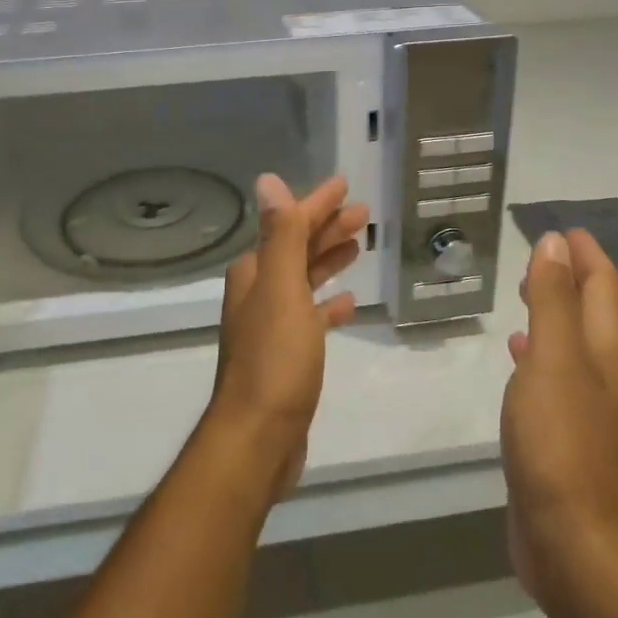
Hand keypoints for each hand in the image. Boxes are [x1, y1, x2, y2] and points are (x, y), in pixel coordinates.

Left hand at [209, 174, 369, 498]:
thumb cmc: (275, 359)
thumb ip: (280, 235)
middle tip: (362, 213)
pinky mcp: (285, 355)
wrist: (259, 437)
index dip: (317, 204)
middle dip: (326, 228)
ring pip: (303, 280)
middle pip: (297, 249)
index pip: (289, 225)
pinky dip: (326, 305)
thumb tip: (268, 180)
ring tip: (358, 246)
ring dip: (327, 260)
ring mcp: (271, 325)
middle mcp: (258, 293)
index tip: (344, 185)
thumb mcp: (282, 289)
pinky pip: (309, 317)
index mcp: (255, 273)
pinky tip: (347, 304)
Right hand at [501, 229, 617, 607]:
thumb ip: (553, 298)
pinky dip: (537, 350)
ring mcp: (585, 407)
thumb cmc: (559, 438)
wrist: (571, 538)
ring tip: (525, 291)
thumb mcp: (553, 357)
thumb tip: (556, 243)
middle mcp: (603, 373)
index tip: (564, 229)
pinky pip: (552, 373)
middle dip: (571, 278)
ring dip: (553, 311)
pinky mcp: (563, 434)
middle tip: (540, 255)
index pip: (604, 287)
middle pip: (593, 312)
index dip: (587, 255)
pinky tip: (517, 351)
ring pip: (572, 342)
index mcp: (606, 350)